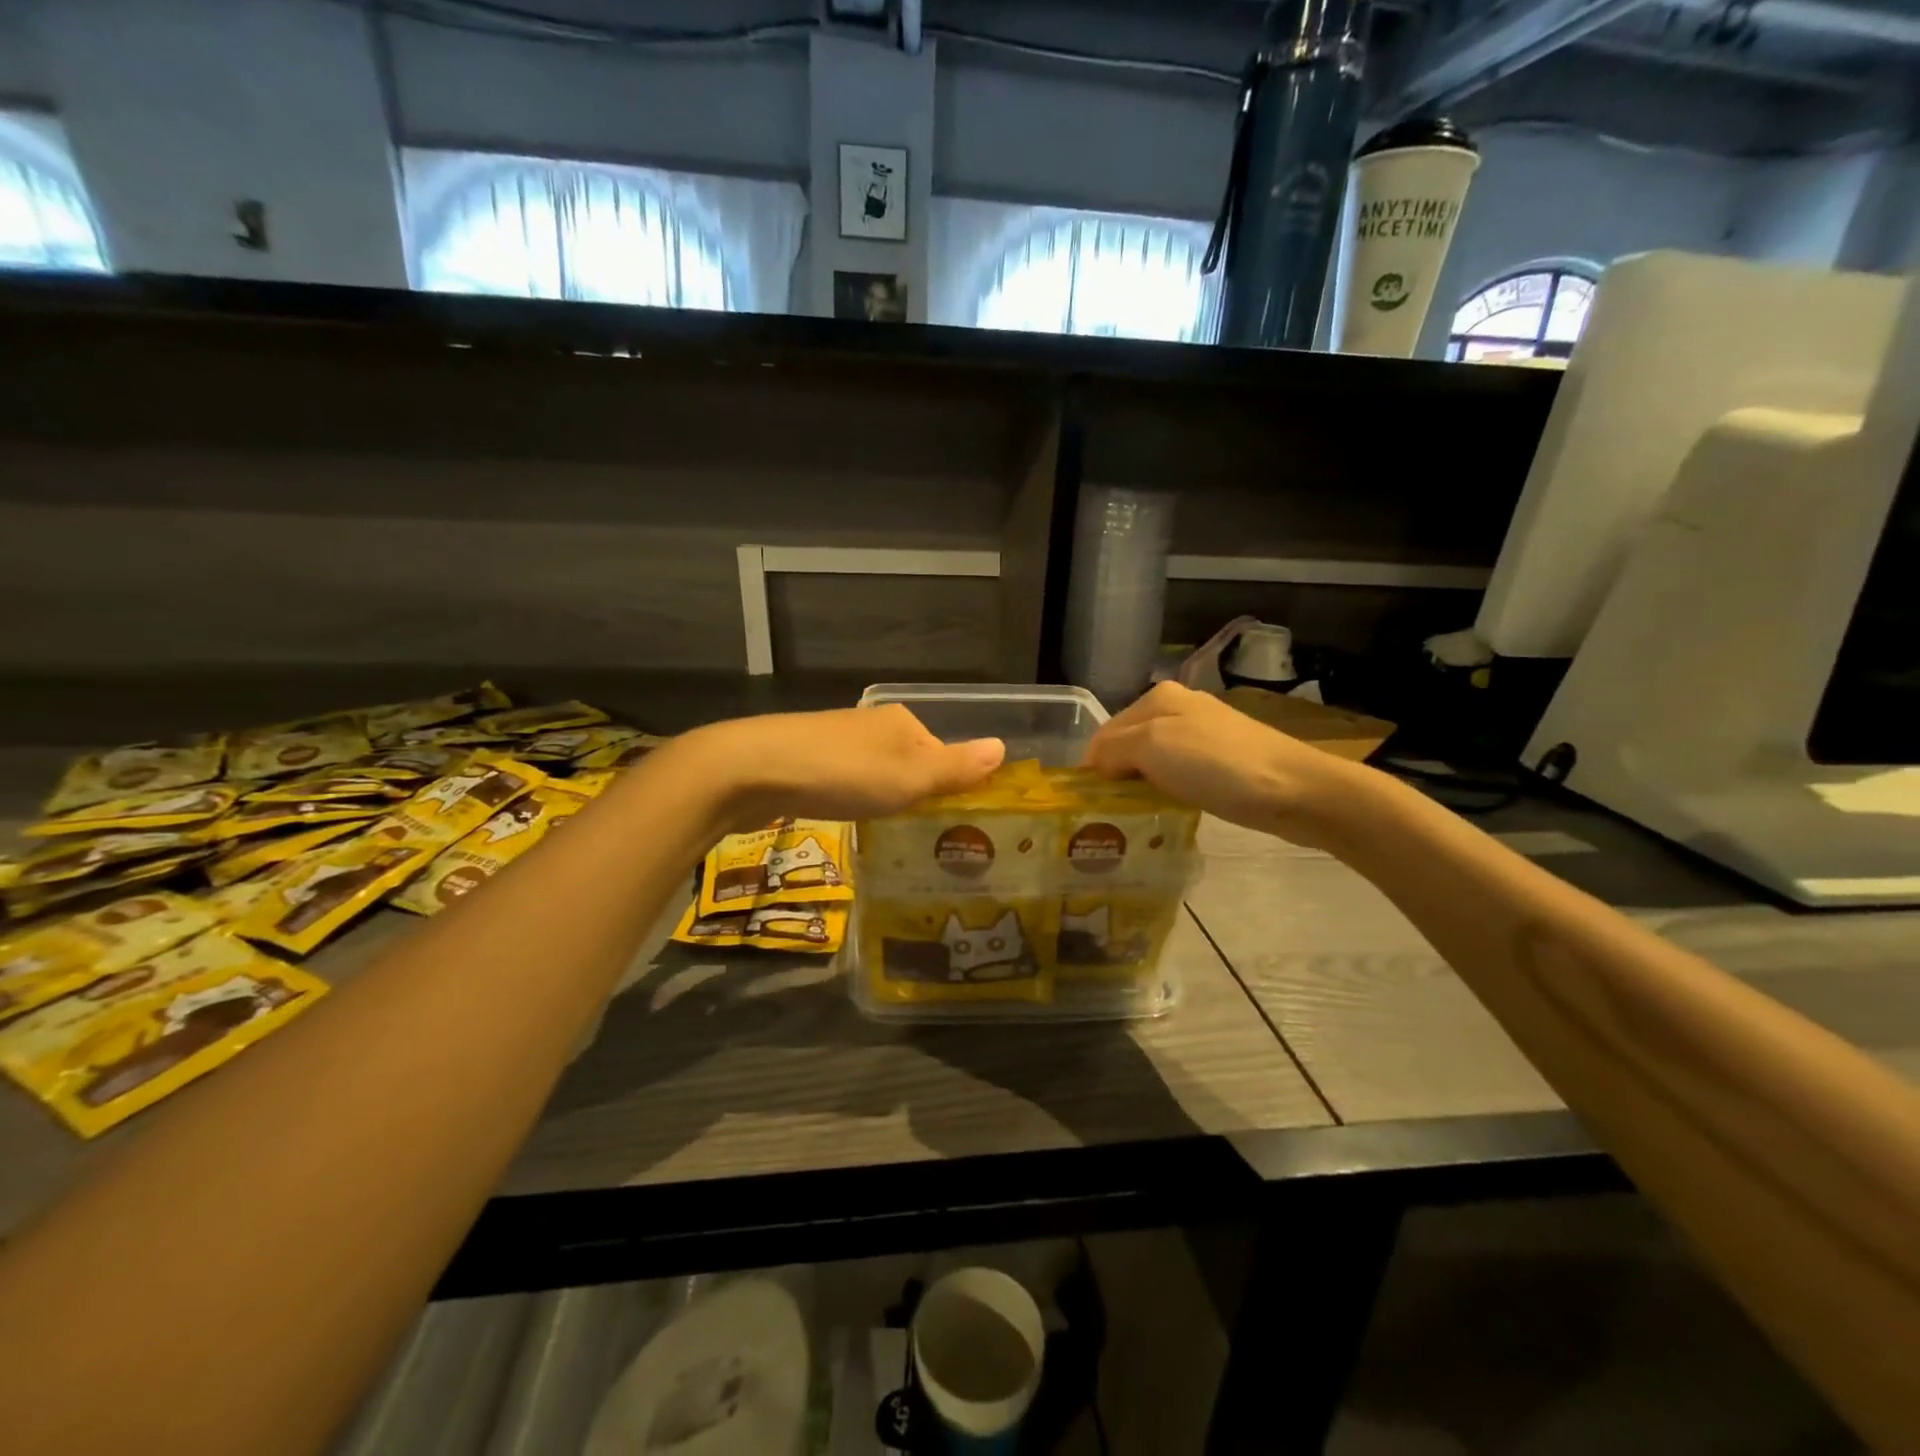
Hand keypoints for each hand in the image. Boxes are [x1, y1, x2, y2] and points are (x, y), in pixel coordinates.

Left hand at [679, 704, 1004, 827]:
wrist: (754, 770)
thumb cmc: (843, 773)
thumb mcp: (910, 777)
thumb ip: (956, 768)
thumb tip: (1002, 748)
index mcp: (902, 723)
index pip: (941, 754)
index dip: (949, 788)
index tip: (951, 825)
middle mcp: (871, 726)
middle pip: (909, 764)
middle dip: (915, 795)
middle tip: (921, 837)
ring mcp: (836, 742)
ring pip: (875, 774)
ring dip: (883, 799)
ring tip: (888, 834)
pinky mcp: (806, 762)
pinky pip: (845, 783)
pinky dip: (853, 800)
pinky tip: (847, 820)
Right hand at [1083, 681, 1364, 846]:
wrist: (1295, 790)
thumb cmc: (1217, 765)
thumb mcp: (1152, 747)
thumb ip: (1112, 750)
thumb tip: (1094, 767)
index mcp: (1157, 697)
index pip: (1104, 733)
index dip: (1093, 769)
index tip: (1091, 806)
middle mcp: (1178, 707)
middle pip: (1128, 745)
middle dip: (1116, 776)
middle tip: (1110, 815)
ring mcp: (1204, 733)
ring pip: (1153, 760)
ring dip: (1141, 786)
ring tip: (1137, 817)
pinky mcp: (1223, 760)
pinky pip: (1178, 773)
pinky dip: (1167, 790)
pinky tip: (1171, 808)